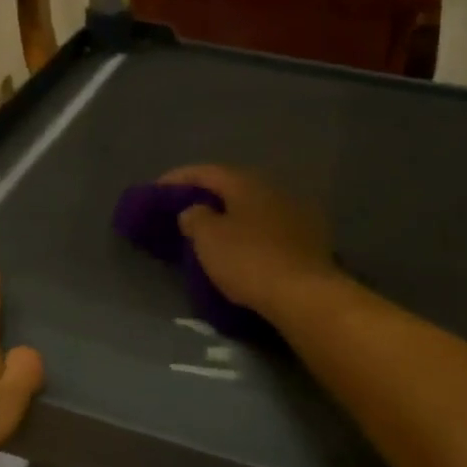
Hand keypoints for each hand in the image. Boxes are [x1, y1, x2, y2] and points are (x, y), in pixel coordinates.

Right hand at [158, 165, 337, 314]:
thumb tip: (194, 210)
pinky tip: (242, 248)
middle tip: (184, 210)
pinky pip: (269, 230)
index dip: (179, 178)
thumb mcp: (208, 239)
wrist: (304, 295)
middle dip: (207, 196)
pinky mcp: (309, 241)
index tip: (157, 190)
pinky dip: (250, 234)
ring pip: (254, 208)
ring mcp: (296, 214)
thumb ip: (195, 218)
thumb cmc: (249, 260)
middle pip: (233, 187)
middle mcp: (274, 190)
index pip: (206, 171)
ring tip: (211, 232)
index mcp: (247, 183)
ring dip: (231, 216)